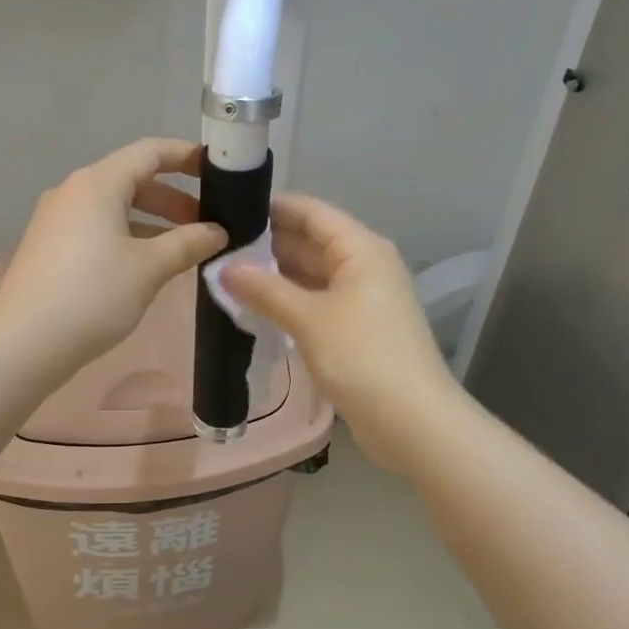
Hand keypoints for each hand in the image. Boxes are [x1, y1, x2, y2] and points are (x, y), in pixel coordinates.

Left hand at [0, 139, 226, 377]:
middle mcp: (73, 192)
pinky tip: (145, 266)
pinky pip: (97, 229)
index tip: (218, 170)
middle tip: (207, 224)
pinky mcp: (49, 247)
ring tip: (183, 249)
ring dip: (152, 222)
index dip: (187, 156)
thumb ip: (188, 243)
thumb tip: (217, 232)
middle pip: (132, 180)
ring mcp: (56, 220)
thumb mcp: (149, 269)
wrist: (22, 343)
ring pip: (114, 208)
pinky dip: (127, 237)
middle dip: (173, 199)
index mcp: (98, 184)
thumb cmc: (92, 296)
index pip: (150, 152)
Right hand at [221, 194, 458, 471]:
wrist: (412, 421)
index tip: (229, 209)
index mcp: (361, 249)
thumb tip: (223, 268)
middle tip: (217, 247)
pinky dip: (288, 302)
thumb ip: (264, 290)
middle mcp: (364, 266)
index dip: (272, 207)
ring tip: (226, 275)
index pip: (311, 212)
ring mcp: (362, 300)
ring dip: (275, 276)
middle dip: (267, 244)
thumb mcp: (308, 318)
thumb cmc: (362, 356)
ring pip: (312, 275)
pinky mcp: (357, 330)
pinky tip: (254, 308)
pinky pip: (316, 303)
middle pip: (311, 242)